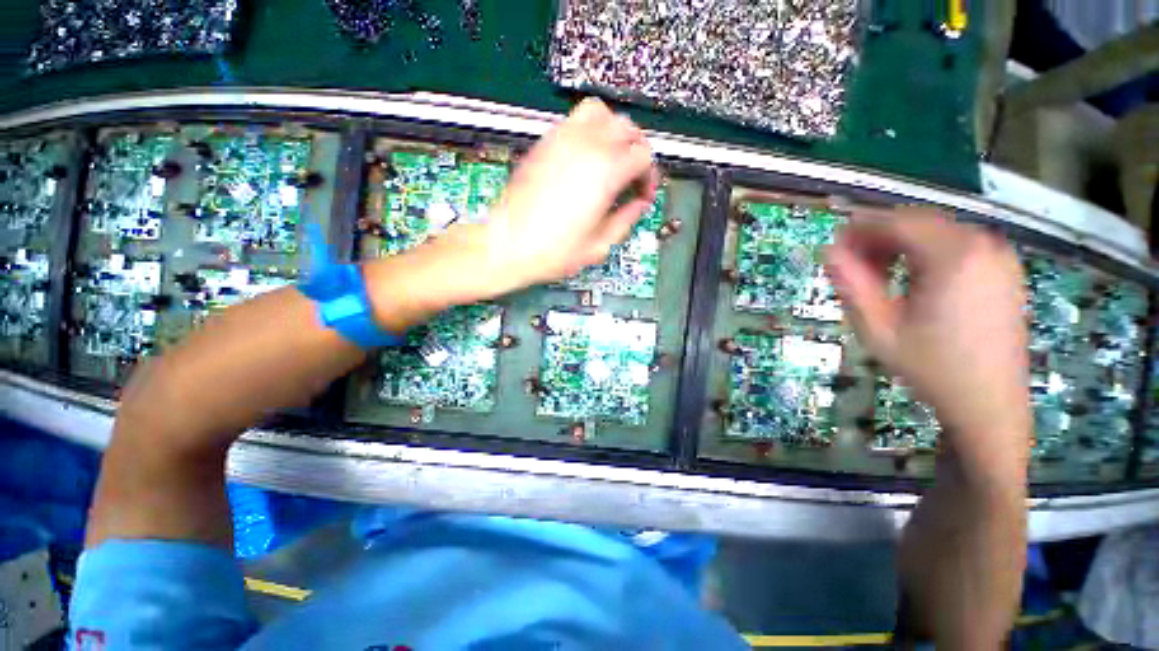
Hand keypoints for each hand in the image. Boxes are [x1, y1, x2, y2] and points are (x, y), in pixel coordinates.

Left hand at [470, 97, 659, 292]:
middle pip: (627, 128)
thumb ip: (626, 221)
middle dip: (636, 151)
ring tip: (610, 160)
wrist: (507, 245)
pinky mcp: (544, 142)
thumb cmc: (553, 252)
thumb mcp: (599, 246)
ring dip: (613, 132)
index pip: (644, 154)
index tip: (641, 196)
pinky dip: (589, 130)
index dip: (649, 175)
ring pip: (601, 113)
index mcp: (605, 172)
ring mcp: (562, 139)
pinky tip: (585, 159)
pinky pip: (574, 120)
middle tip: (630, 178)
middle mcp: (587, 146)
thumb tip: (638, 205)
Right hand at [825, 208, 1031, 472]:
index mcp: (955, 257)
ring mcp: (1000, 257)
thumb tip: (829, 250)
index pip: (897, 222)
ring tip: (878, 277)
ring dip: (901, 246)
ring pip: (937, 232)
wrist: (989, 405)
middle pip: (918, 223)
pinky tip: (911, 281)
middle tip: (851, 265)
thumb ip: (851, 284)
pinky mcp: (1004, 270)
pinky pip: (956, 246)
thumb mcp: (878, 328)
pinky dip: (926, 254)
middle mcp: (984, 245)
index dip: (859, 229)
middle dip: (879, 237)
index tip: (834, 246)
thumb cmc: (930, 368)